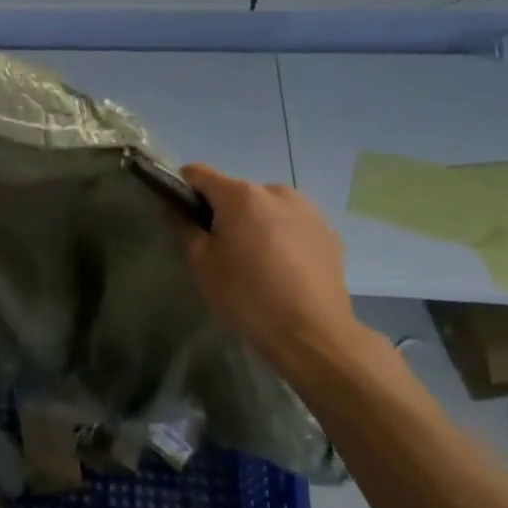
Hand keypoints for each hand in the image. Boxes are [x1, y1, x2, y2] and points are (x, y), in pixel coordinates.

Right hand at [178, 164, 371, 378]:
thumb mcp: (201, 263)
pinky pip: (292, 224)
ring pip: (266, 207)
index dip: (184, 189)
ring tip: (256, 262)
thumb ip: (185, 226)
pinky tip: (283, 270)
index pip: (199, 173)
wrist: (311, 334)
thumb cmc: (246, 296)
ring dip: (255, 223)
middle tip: (221, 250)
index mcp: (241, 194)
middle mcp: (276, 191)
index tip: (183, 216)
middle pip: (236, 192)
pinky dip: (281, 237)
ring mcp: (308, 210)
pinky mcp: (329, 232)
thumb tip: (177, 207)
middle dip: (224, 212)